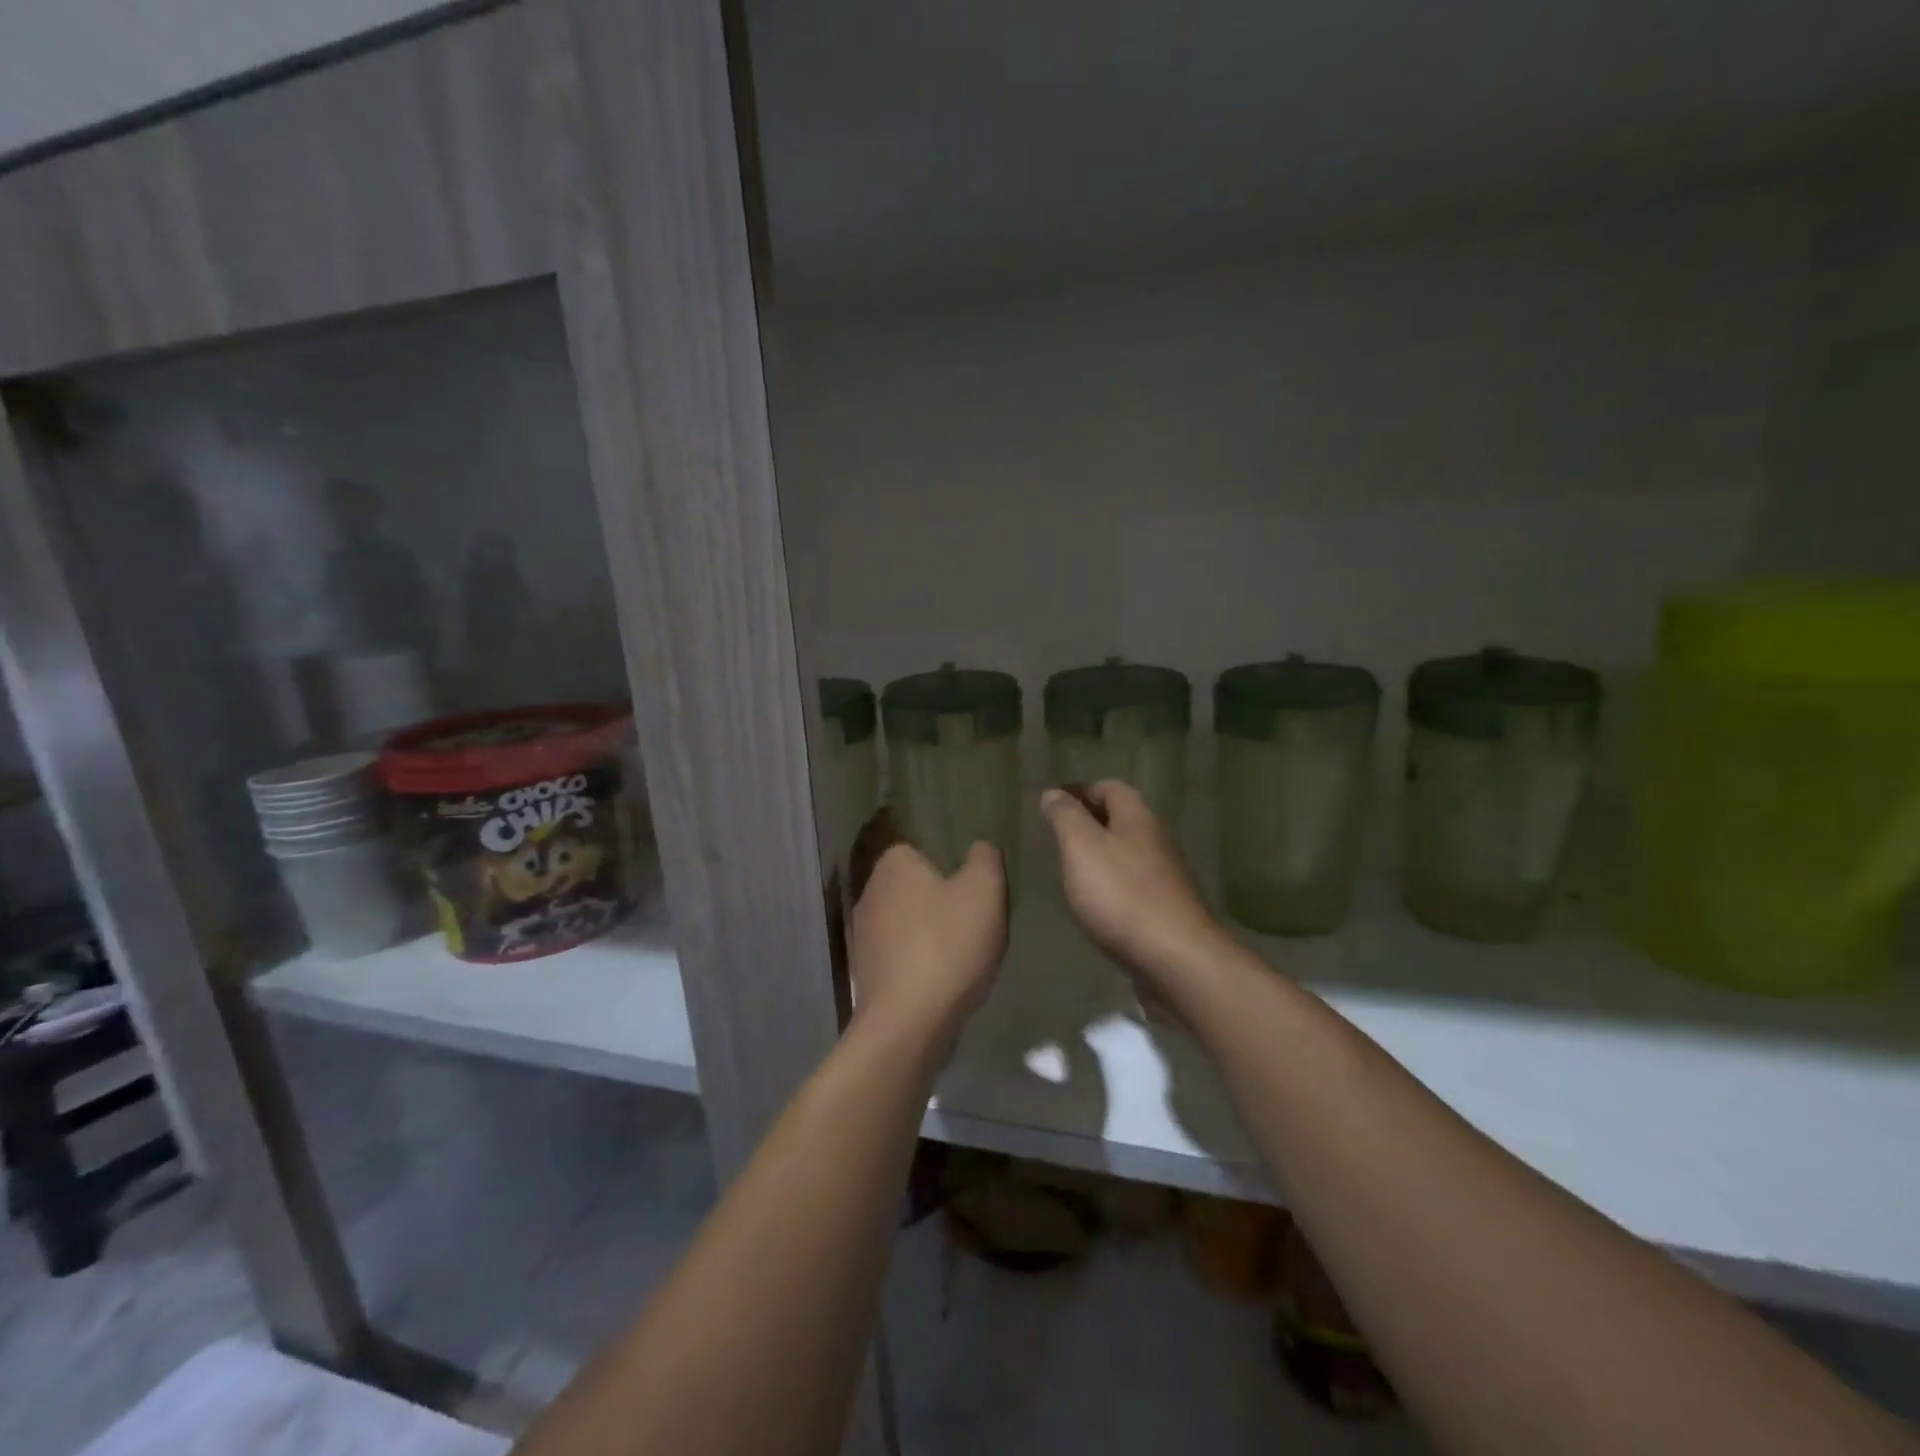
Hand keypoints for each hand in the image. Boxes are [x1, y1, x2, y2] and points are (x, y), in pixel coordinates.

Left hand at [849, 831, 1007, 1042]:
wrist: (907, 1023)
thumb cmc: (947, 945)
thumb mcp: (984, 891)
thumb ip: (984, 858)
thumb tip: (979, 847)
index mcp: (893, 864)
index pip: (918, 847)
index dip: (947, 863)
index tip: (971, 886)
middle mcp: (870, 891)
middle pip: (912, 885)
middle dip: (938, 898)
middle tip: (972, 918)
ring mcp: (862, 934)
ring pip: (904, 920)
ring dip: (927, 932)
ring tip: (961, 951)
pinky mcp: (864, 970)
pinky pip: (898, 953)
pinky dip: (917, 960)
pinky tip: (940, 977)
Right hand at [1040, 781, 1233, 1016]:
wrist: (1177, 960)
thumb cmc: (1123, 895)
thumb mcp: (1082, 847)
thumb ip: (1065, 817)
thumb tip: (1053, 792)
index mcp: (1138, 819)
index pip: (1110, 787)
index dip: (1081, 790)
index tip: (1052, 802)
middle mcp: (1157, 841)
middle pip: (1122, 819)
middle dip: (1089, 821)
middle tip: (1055, 834)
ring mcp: (1166, 878)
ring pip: (1128, 853)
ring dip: (1100, 854)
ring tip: (1068, 868)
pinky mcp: (1166, 910)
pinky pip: (1133, 885)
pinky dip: (1111, 884)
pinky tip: (1094, 903)